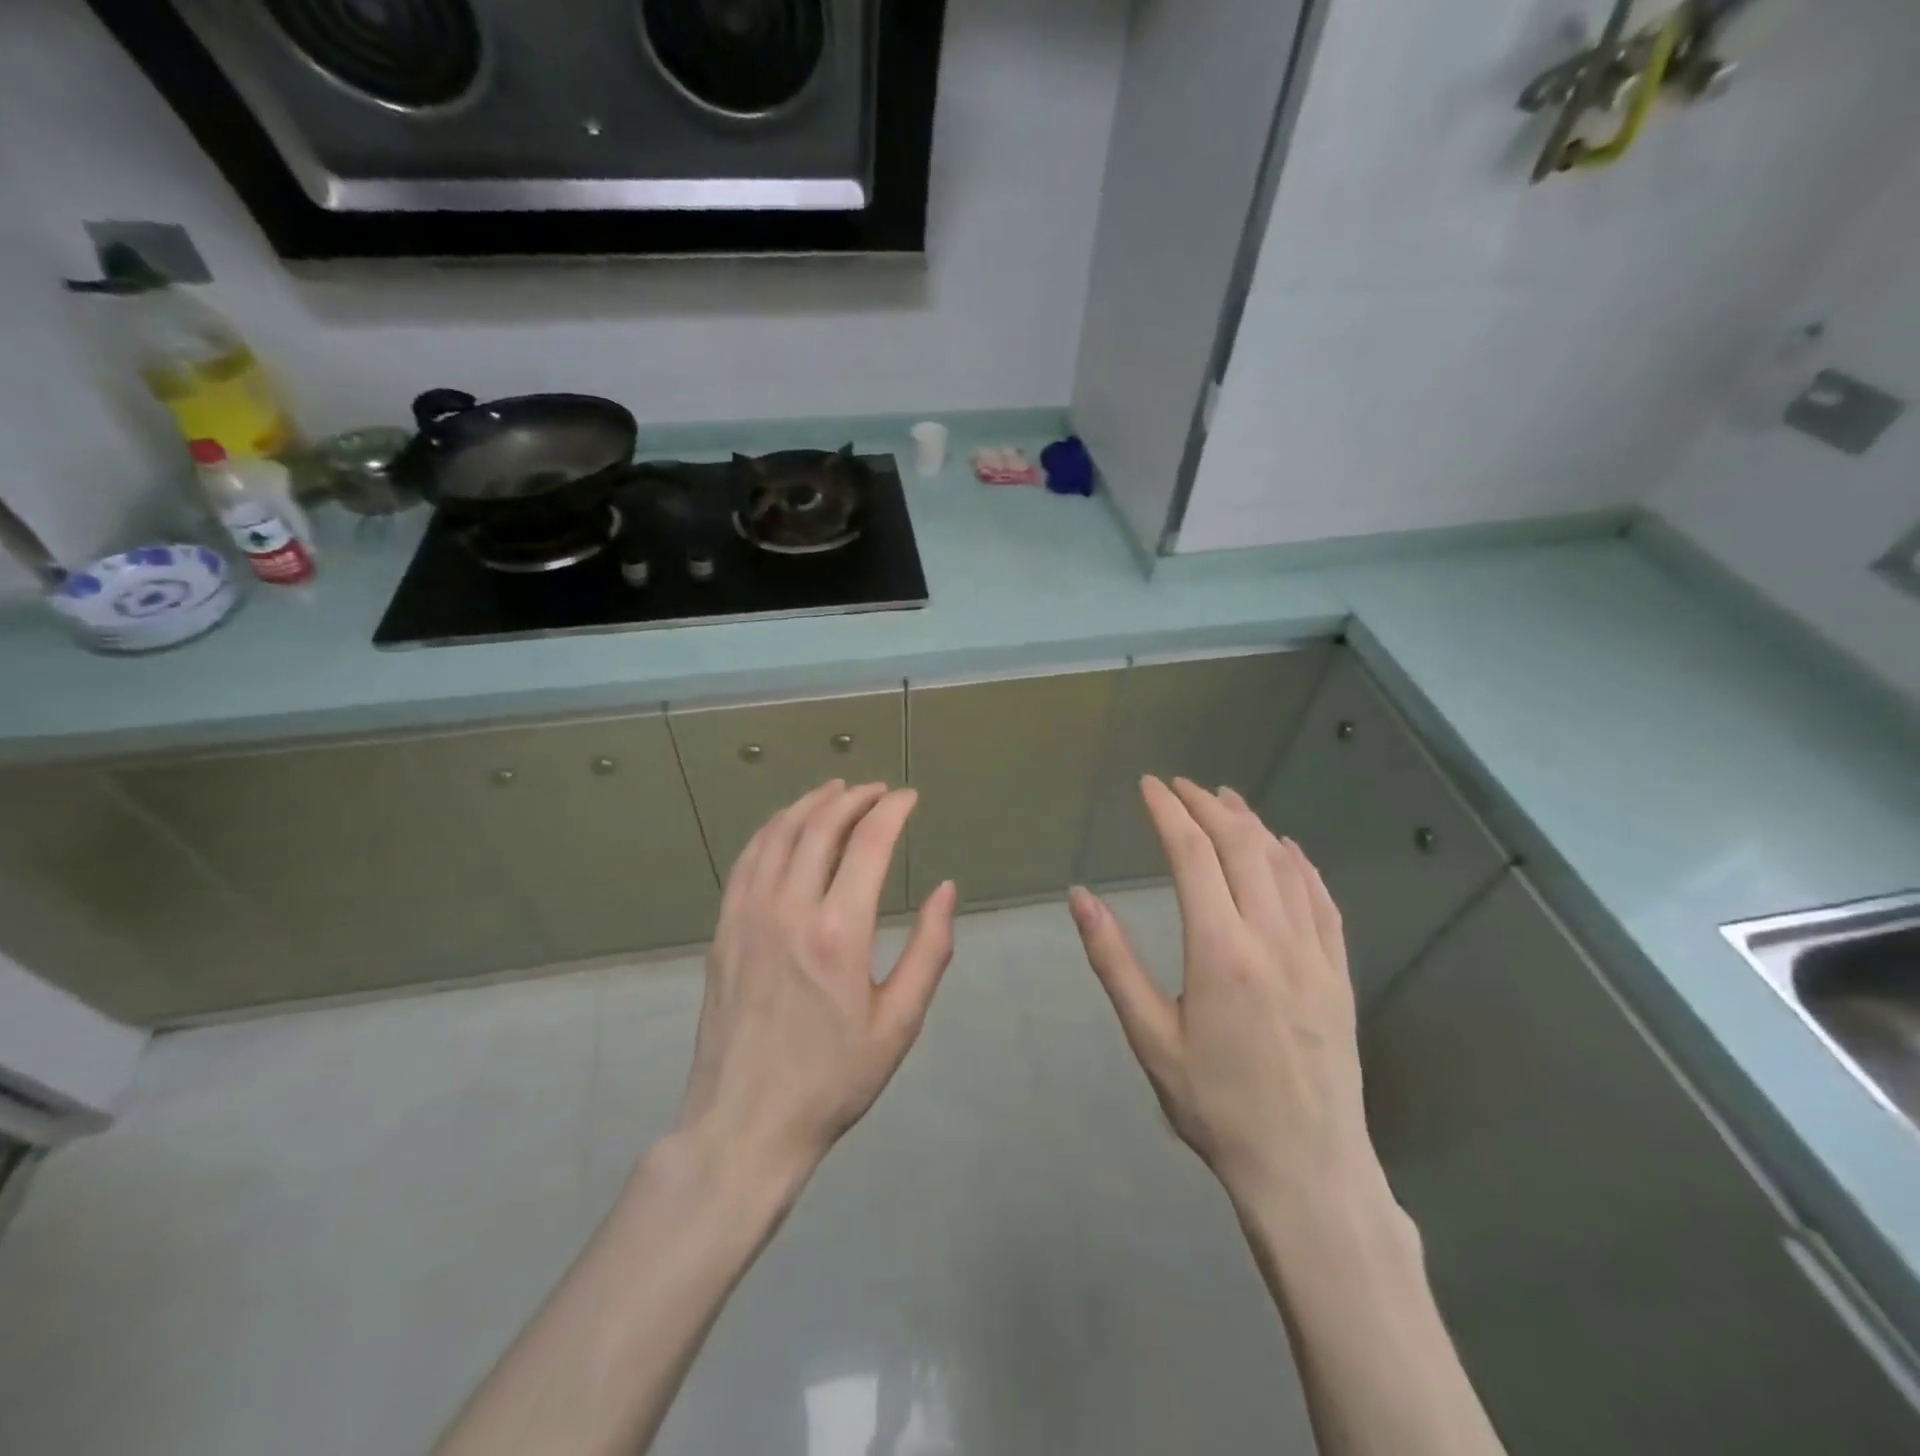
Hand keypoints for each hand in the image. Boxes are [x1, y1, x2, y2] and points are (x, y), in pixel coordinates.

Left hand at [677, 780, 957, 1180]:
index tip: (910, 798)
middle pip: (821, 826)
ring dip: (811, 803)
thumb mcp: (899, 1023)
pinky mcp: (723, 929)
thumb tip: (945, 889)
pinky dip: (771, 830)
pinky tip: (786, 825)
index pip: (869, 842)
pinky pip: (747, 860)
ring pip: (779, 834)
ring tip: (836, 791)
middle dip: (854, 798)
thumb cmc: (834, 1079)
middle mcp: (789, 909)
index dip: (892, 810)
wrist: (746, 1123)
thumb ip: (929, 949)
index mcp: (839, 932)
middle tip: (878, 791)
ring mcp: (748, 916)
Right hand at [1068, 776, 1382, 1220]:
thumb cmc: (1215, 1107)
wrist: (1306, 1170)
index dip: (1168, 812)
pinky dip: (1299, 862)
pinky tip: (1286, 848)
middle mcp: (1272, 937)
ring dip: (1252, 824)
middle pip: (1241, 846)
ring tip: (1225, 799)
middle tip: (1180, 786)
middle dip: (1207, 805)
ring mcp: (1315, 953)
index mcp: (1221, 950)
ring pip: (1284, 864)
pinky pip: (1322, 899)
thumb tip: (1080, 897)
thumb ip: (1113, 961)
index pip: (1192, 854)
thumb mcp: (1150, 1037)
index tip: (1149, 786)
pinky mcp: (1340, 973)